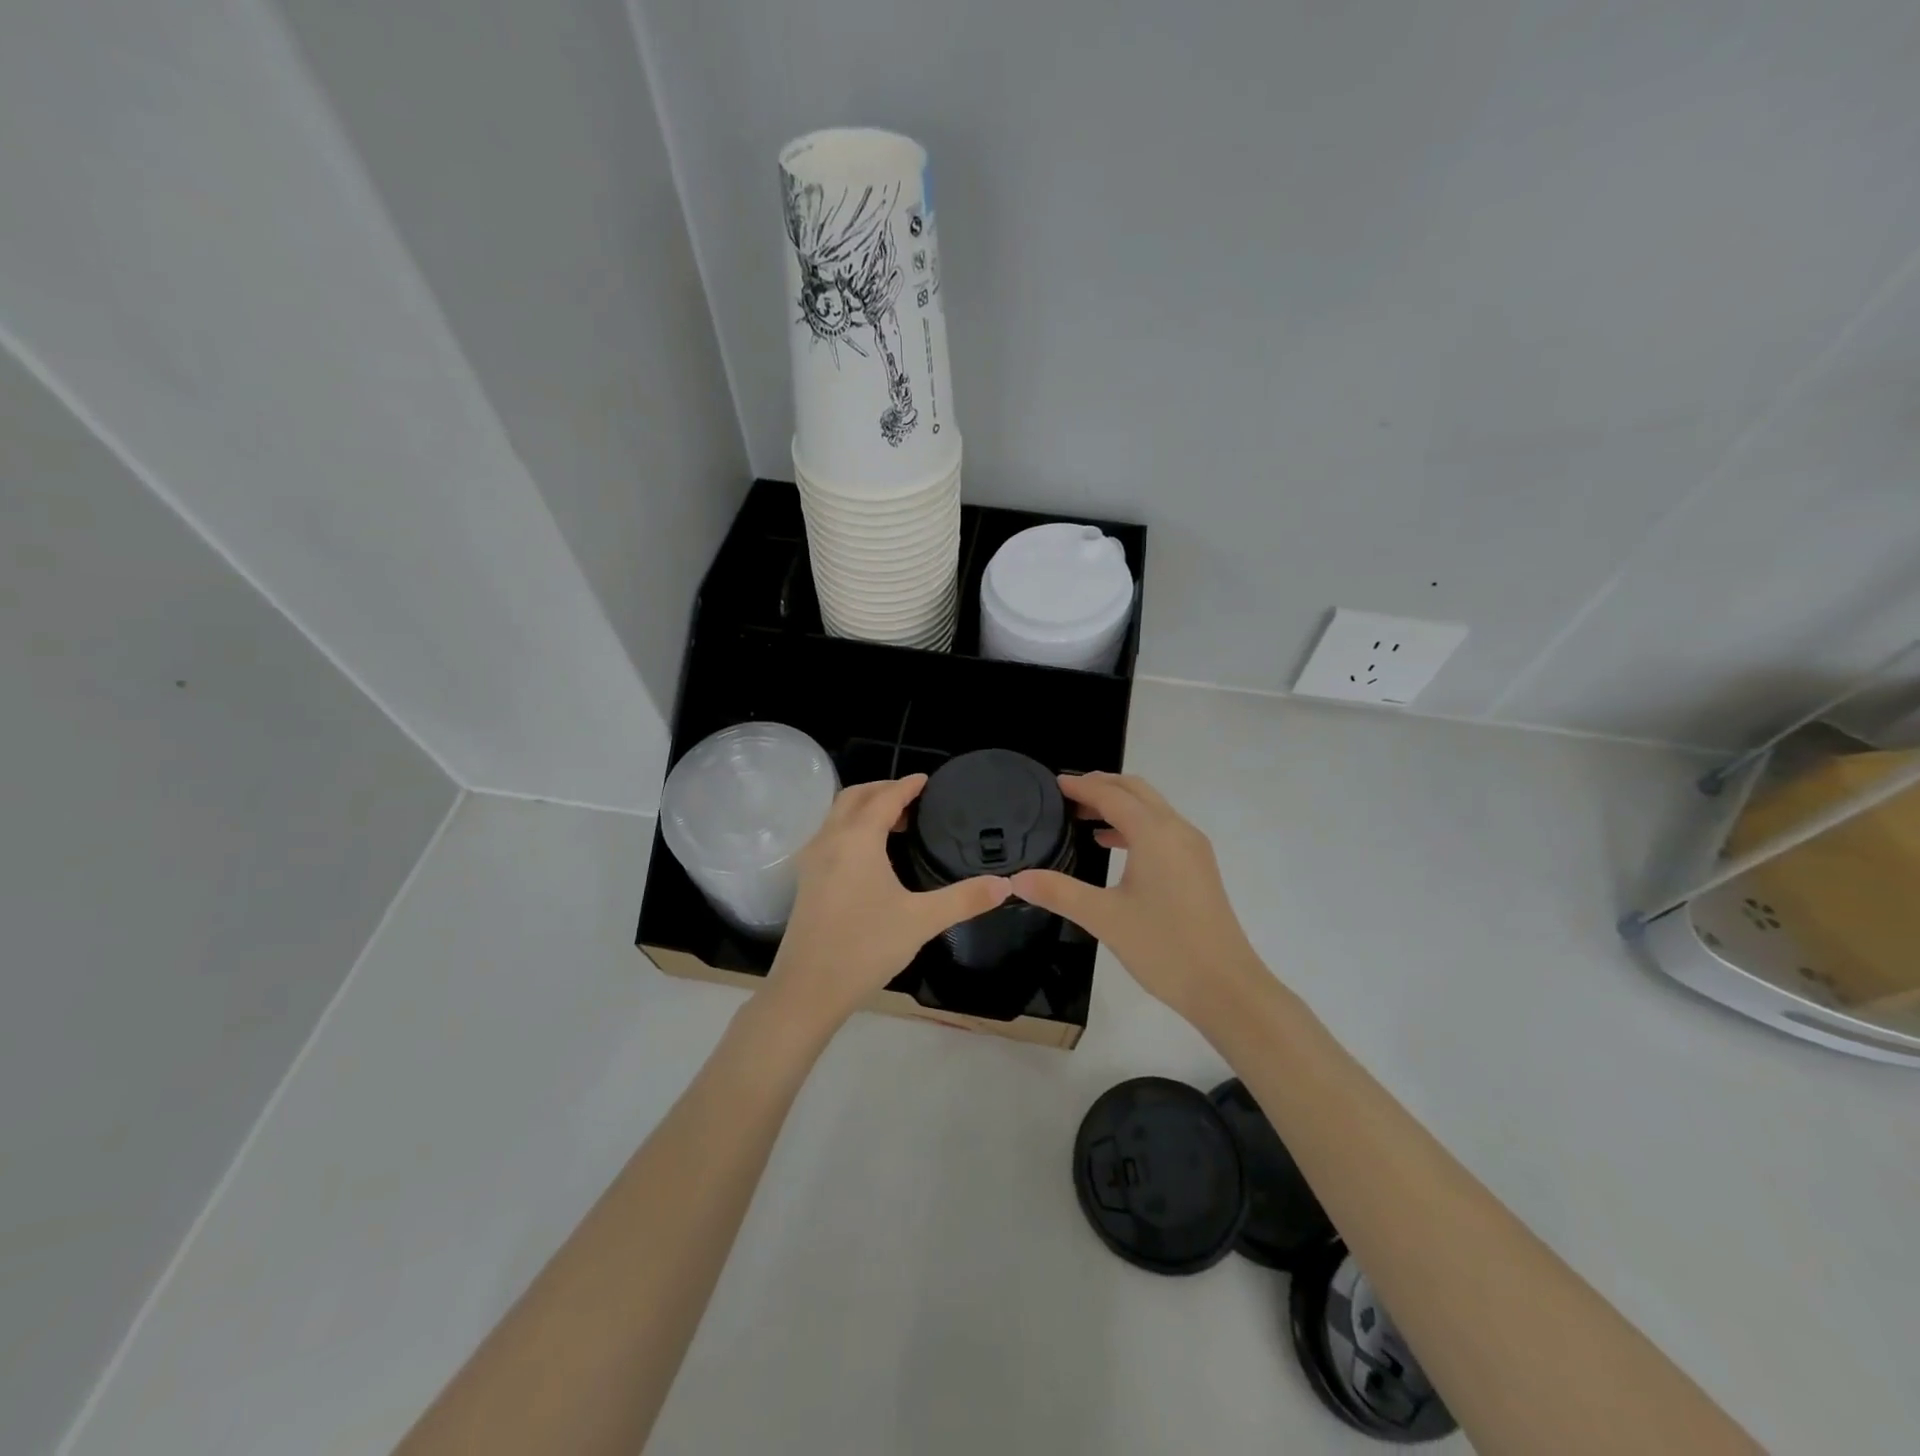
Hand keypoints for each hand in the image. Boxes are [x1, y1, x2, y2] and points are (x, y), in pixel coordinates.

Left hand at [761, 775, 1011, 1032]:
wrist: (808, 989)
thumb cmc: (866, 947)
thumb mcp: (921, 921)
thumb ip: (964, 899)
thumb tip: (1005, 885)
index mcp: (856, 839)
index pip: (884, 797)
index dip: (907, 786)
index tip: (927, 780)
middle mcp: (829, 840)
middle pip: (854, 797)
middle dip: (883, 790)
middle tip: (913, 799)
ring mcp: (812, 860)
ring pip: (837, 816)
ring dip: (865, 808)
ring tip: (897, 823)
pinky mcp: (806, 880)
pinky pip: (830, 836)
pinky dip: (852, 828)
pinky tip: (871, 854)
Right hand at [1011, 772, 1263, 1025]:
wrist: (1226, 987)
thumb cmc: (1164, 947)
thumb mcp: (1104, 918)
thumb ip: (1059, 892)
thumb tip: (1016, 879)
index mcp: (1154, 833)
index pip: (1112, 795)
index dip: (1081, 786)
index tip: (1053, 783)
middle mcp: (1177, 830)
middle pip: (1136, 791)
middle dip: (1102, 786)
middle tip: (1066, 794)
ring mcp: (1192, 848)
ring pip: (1152, 809)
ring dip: (1119, 804)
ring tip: (1082, 815)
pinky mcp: (1198, 867)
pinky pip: (1162, 829)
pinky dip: (1134, 825)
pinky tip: (1110, 844)